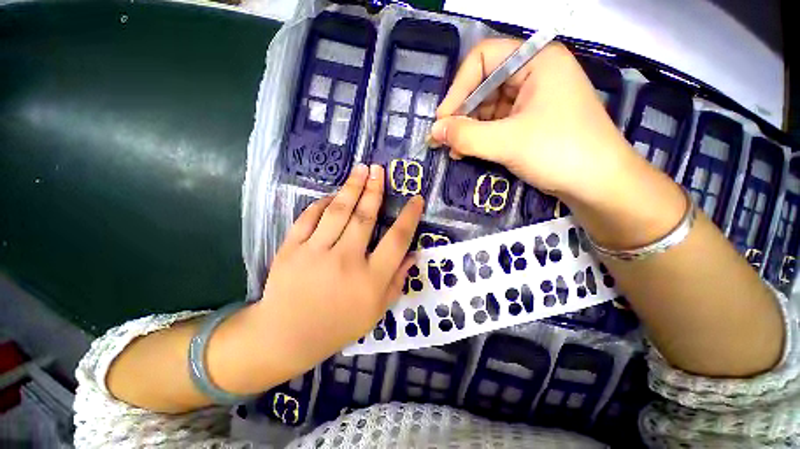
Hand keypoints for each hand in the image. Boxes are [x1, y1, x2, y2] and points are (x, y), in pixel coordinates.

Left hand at [248, 164, 423, 374]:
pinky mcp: (291, 249)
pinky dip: (322, 203)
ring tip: (361, 169)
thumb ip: (397, 281)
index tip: (416, 200)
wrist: (286, 335)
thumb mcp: (376, 311)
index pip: (397, 240)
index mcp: (370, 280)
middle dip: (375, 190)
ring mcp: (315, 253)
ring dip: (352, 188)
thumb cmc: (337, 326)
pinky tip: (332, 195)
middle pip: (365, 217)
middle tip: (380, 170)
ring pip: (338, 212)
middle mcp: (346, 261)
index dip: (409, 217)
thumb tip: (412, 255)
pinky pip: (309, 218)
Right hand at [430, 39, 639, 207]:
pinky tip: (466, 151)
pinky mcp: (529, 122)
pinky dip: (479, 137)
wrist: (598, 185)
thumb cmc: (559, 152)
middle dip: (461, 113)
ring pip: (487, 107)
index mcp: (536, 61)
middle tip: (443, 139)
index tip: (443, 120)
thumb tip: (434, 132)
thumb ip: (466, 135)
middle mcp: (533, 74)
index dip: (458, 88)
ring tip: (453, 149)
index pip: (483, 59)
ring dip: (468, 128)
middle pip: (483, 85)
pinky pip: (496, 123)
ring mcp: (532, 99)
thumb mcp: (507, 142)